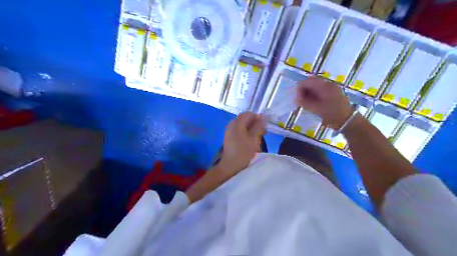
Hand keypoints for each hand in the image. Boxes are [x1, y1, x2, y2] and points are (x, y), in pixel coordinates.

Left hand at [219, 112, 266, 175]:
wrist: (230, 166)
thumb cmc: (243, 153)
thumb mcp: (253, 140)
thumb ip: (258, 128)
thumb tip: (263, 118)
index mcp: (237, 124)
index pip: (248, 114)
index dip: (258, 117)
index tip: (266, 124)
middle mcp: (231, 124)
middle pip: (245, 118)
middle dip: (255, 122)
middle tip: (263, 130)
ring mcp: (229, 130)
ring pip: (242, 123)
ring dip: (251, 127)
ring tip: (259, 135)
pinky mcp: (229, 136)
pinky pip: (239, 129)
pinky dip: (246, 130)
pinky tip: (251, 138)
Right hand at [297, 75, 352, 127]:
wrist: (348, 121)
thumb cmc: (332, 115)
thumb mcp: (316, 109)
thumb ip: (305, 103)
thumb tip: (296, 99)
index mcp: (324, 86)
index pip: (306, 82)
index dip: (299, 90)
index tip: (298, 101)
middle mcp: (328, 83)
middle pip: (310, 82)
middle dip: (303, 91)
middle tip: (301, 102)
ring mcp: (331, 87)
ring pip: (314, 85)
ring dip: (308, 93)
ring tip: (307, 104)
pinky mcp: (332, 92)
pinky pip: (319, 89)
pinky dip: (314, 94)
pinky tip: (313, 103)